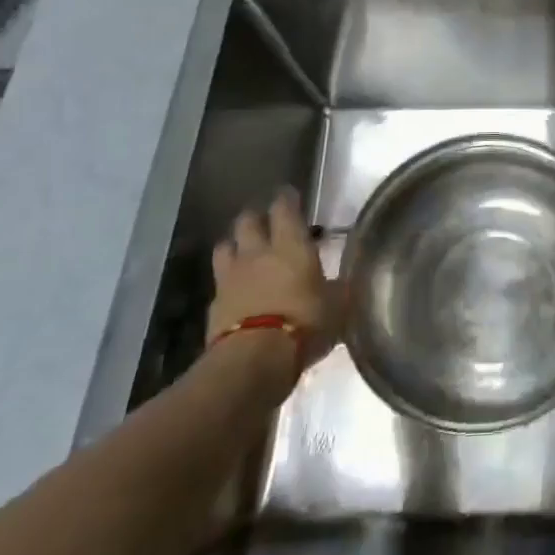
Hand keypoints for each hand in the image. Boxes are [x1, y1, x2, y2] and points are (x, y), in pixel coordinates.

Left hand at [206, 188, 341, 366]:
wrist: (253, 360)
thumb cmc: (305, 323)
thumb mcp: (336, 305)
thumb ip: (336, 289)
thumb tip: (341, 283)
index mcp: (291, 245)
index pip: (284, 208)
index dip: (286, 199)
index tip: (289, 195)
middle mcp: (257, 253)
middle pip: (247, 221)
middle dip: (255, 217)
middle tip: (264, 222)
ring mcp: (230, 278)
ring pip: (225, 246)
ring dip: (234, 245)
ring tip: (243, 251)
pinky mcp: (213, 306)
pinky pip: (219, 284)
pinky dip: (227, 283)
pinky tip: (235, 292)